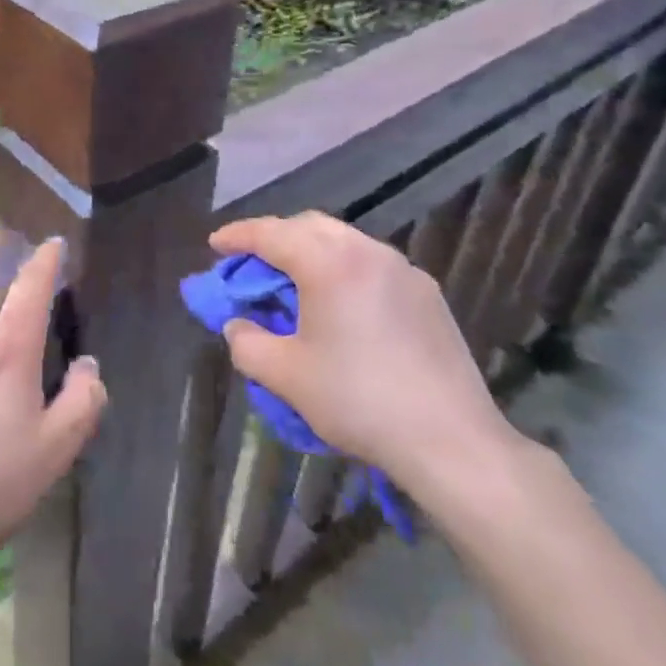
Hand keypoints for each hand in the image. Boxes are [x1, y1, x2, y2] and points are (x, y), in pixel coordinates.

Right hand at [210, 211, 519, 501]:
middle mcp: (367, 252)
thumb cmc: (357, 401)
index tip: (214, 244)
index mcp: (329, 263)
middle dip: (274, 237)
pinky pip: (371, 265)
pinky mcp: (427, 293)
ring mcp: (403, 270)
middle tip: (251, 264)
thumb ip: (246, 342)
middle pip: (309, 226)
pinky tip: (340, 306)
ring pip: (344, 241)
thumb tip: (239, 324)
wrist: (450, 439)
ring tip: (294, 284)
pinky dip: (342, 269)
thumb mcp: (284, 376)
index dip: (237, 235)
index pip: (271, 233)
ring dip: (310, 252)